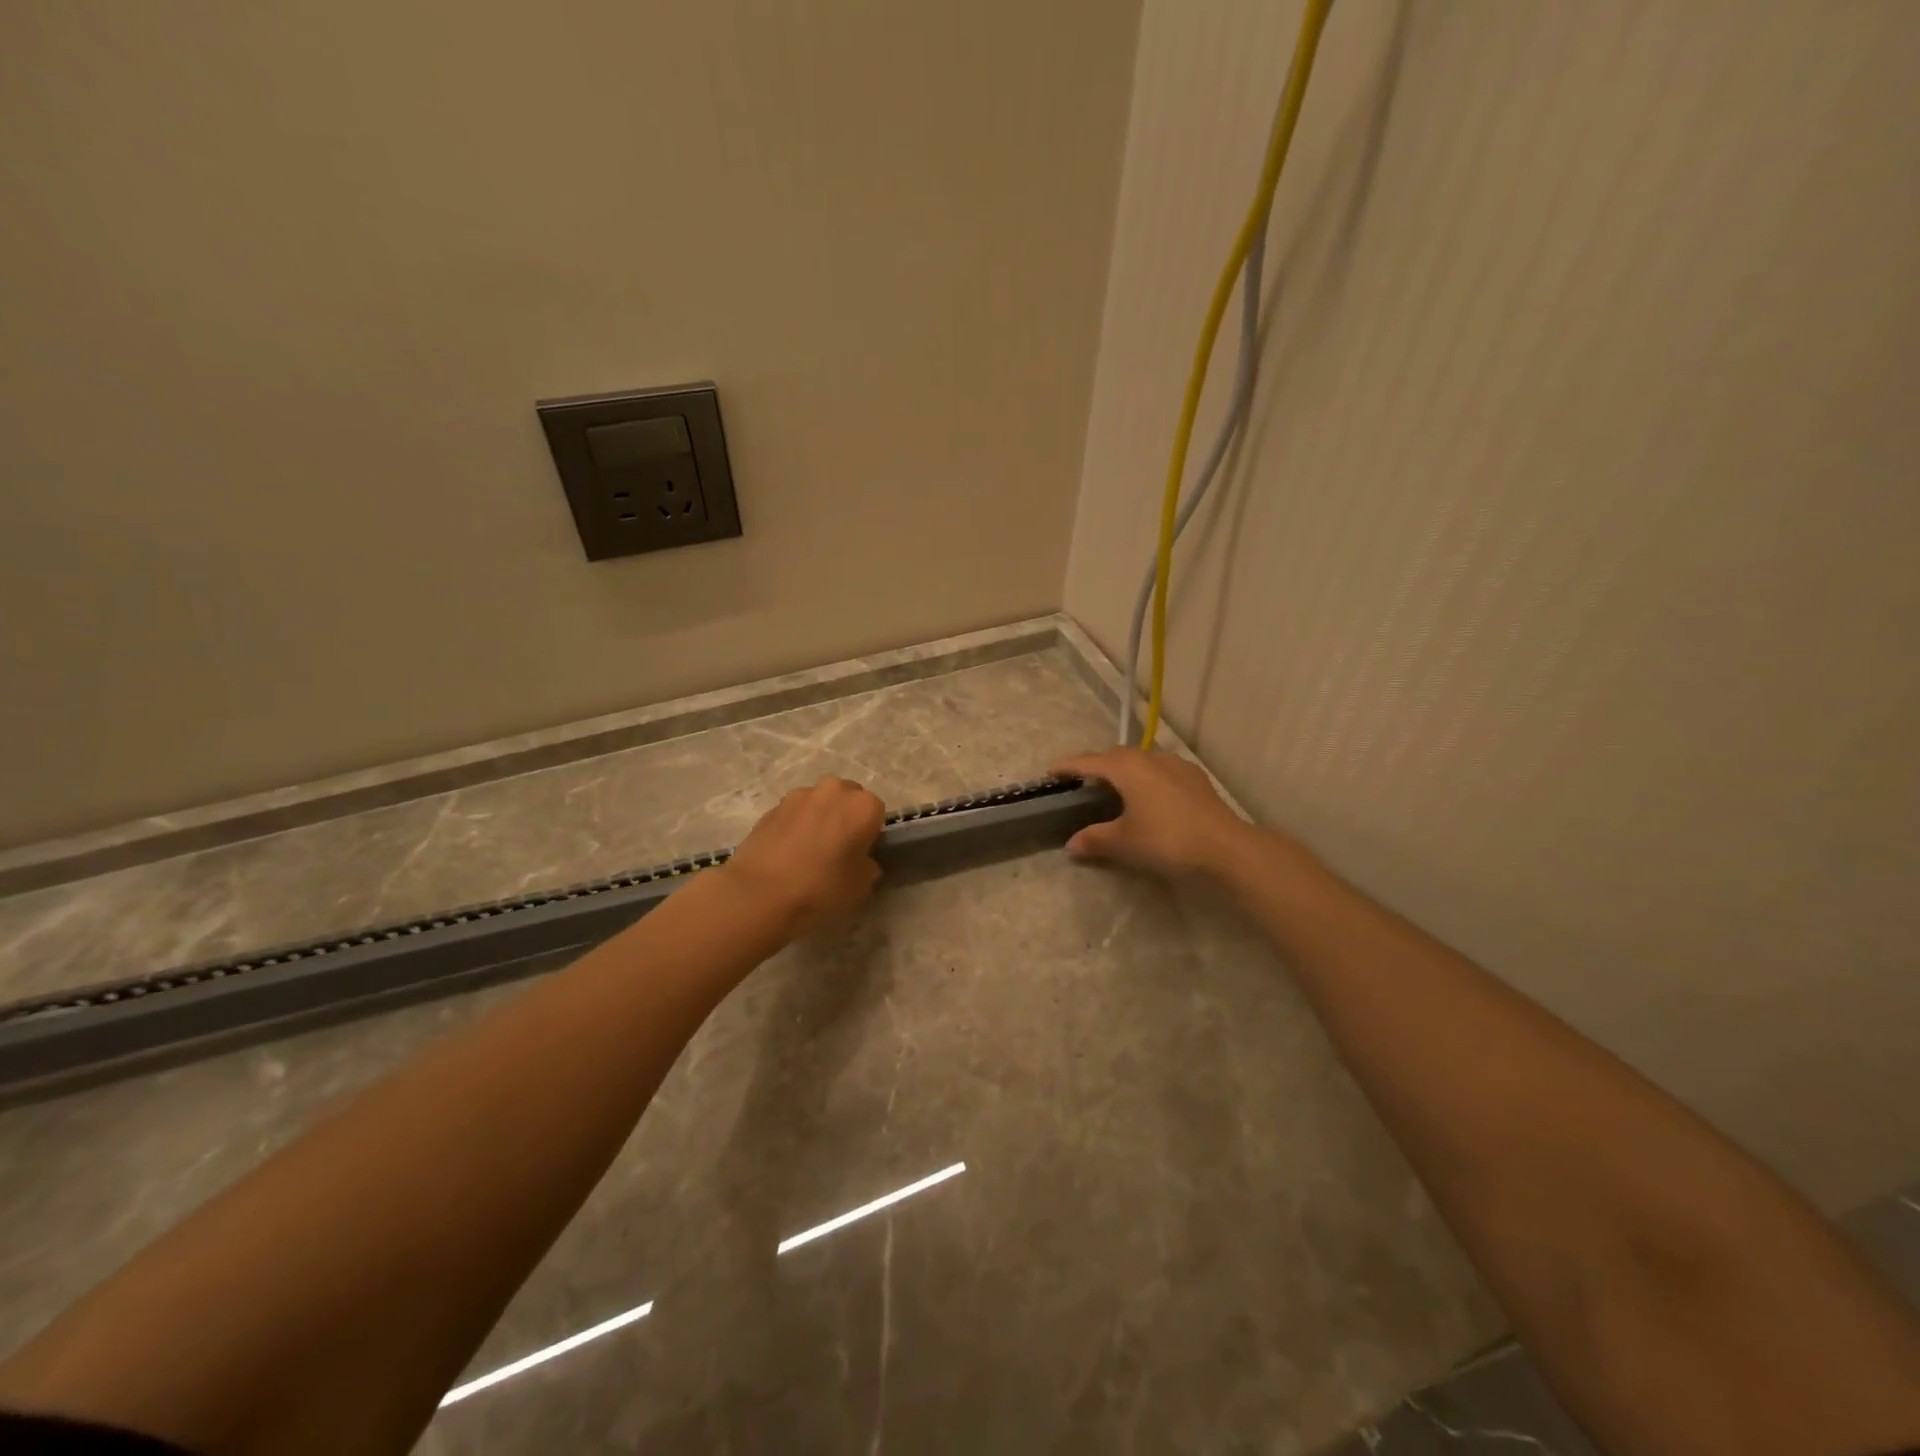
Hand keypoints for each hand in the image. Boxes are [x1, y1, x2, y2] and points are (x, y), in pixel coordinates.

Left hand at [722, 777, 886, 934]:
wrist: (759, 894)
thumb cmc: (820, 889)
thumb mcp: (861, 887)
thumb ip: (868, 866)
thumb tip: (861, 860)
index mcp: (862, 806)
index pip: (877, 812)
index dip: (870, 833)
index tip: (861, 854)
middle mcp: (833, 790)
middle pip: (848, 798)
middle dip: (846, 817)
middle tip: (838, 849)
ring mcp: (799, 795)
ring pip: (819, 802)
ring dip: (820, 818)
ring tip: (809, 851)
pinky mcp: (772, 807)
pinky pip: (795, 813)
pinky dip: (796, 826)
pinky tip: (787, 853)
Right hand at [1052, 747, 1265, 879]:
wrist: (1225, 847)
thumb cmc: (1166, 839)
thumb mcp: (1124, 842)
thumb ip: (1095, 839)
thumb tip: (1071, 844)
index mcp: (1126, 767)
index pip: (1088, 761)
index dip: (1067, 766)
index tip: (1049, 771)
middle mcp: (1149, 758)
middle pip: (1115, 756)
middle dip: (1096, 765)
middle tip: (1082, 783)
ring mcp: (1176, 765)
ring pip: (1141, 760)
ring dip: (1124, 770)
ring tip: (1116, 790)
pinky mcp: (1195, 778)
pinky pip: (1161, 770)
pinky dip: (1147, 778)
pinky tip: (1150, 797)